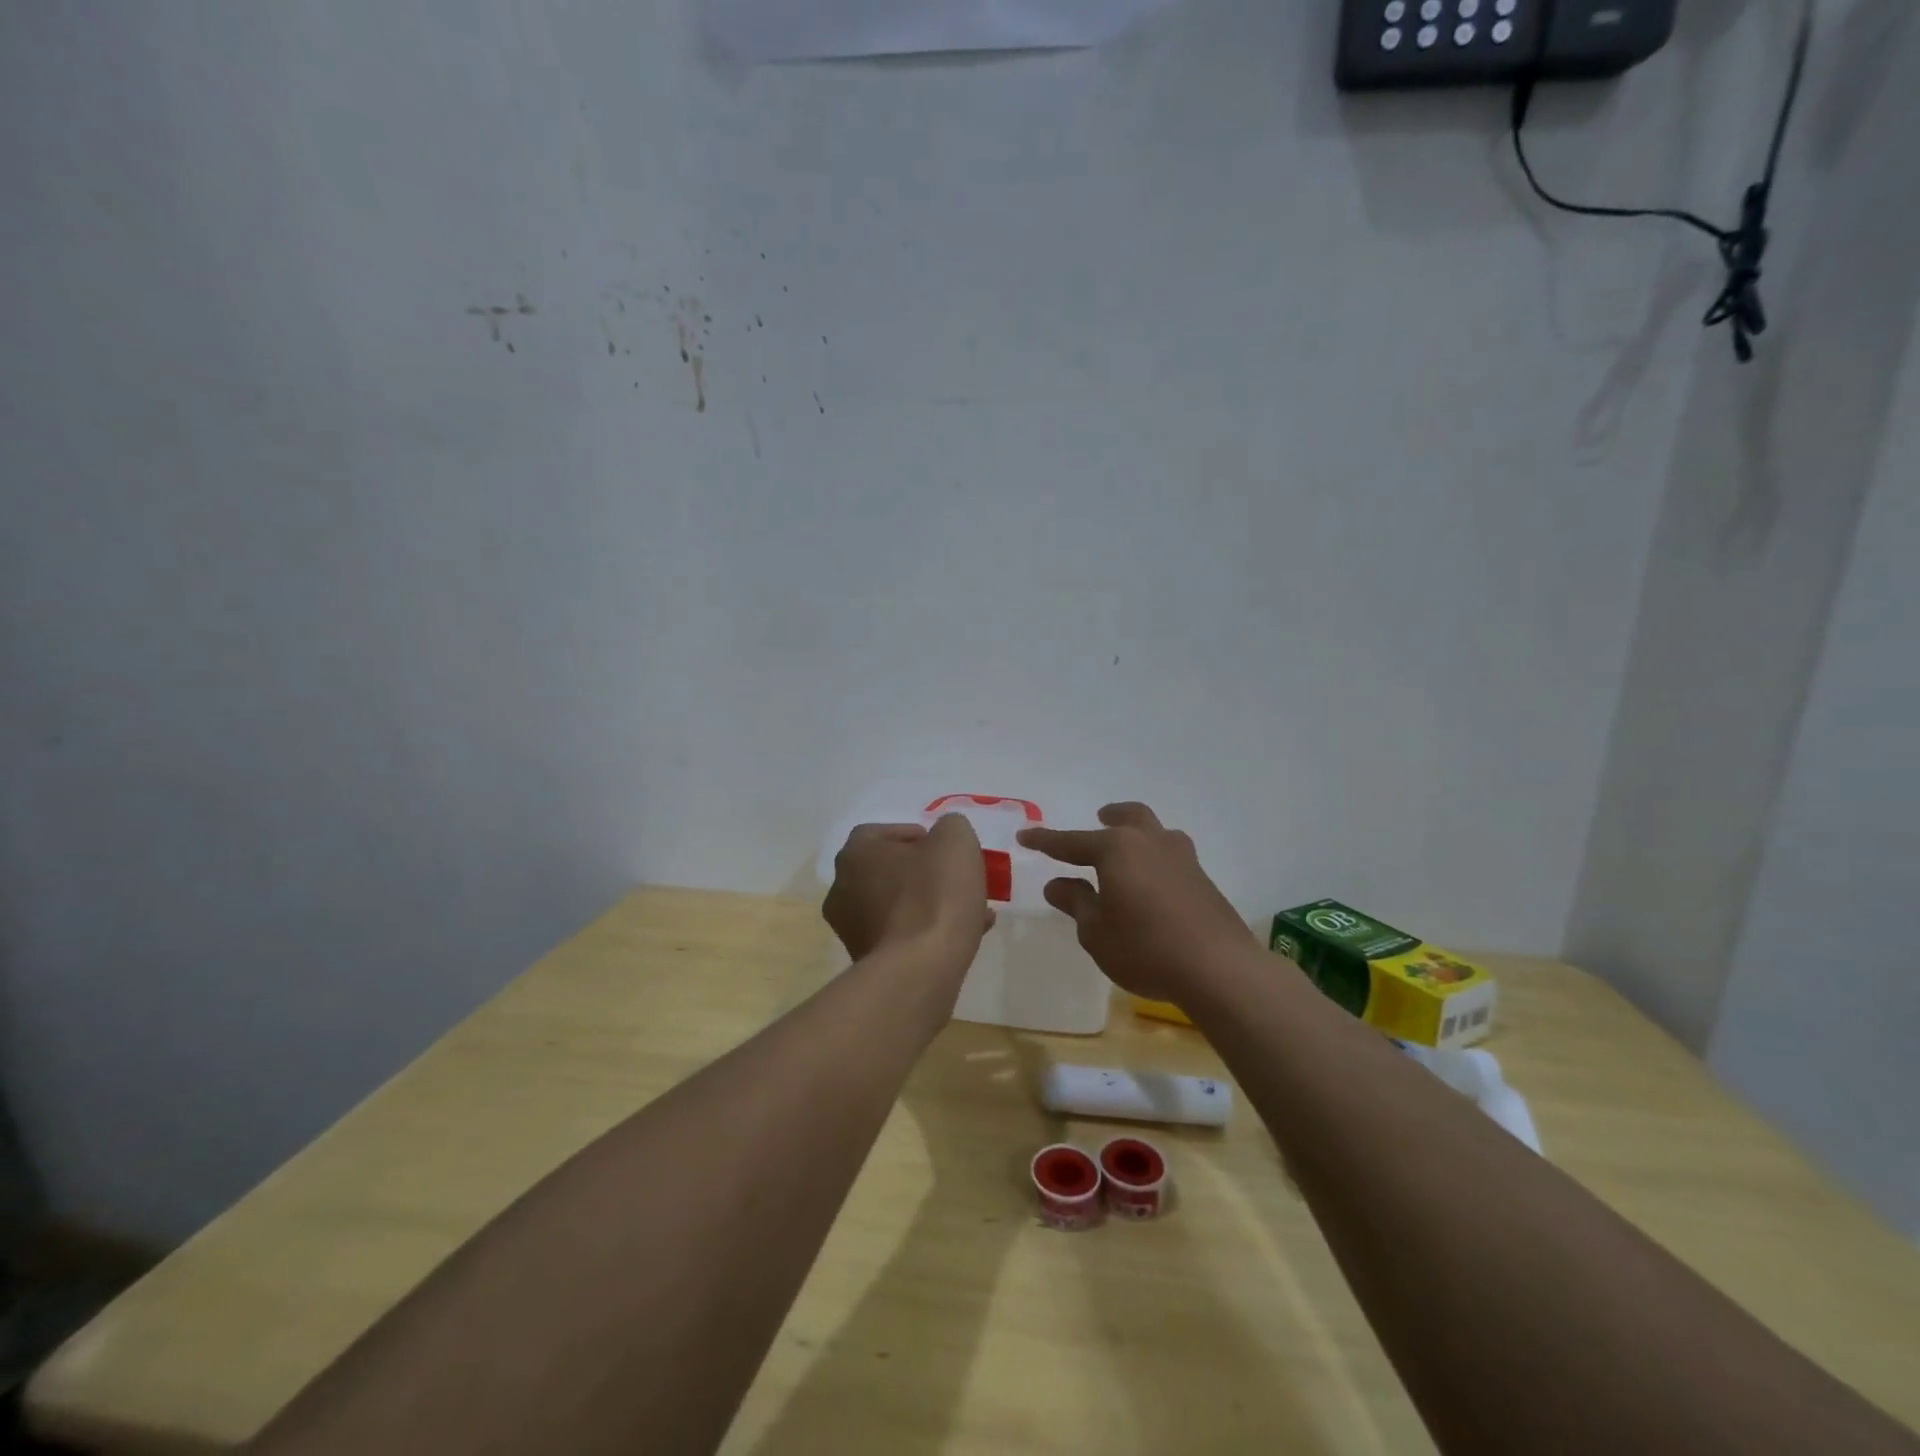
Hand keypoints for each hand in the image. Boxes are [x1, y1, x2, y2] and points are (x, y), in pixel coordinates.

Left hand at [823, 815, 992, 963]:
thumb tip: (944, 837)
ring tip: (970, 909)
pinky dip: (927, 931)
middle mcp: (842, 888)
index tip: (942, 847)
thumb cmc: (934, 894)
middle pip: (888, 870)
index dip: (914, 835)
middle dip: (924, 872)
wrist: (921, 969)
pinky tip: (964, 936)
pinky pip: (901, 935)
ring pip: (897, 905)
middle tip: (956, 877)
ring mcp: (851, 928)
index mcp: (855, 853)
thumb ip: (950, 827)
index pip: (879, 833)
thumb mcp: (956, 840)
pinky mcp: (867, 961)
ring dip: (929, 903)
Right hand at [1018, 802, 1257, 1005]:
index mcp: (1117, 849)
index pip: (1071, 842)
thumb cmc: (1144, 948)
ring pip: (1156, 832)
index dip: (1045, 841)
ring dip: (1138, 833)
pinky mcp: (1203, 880)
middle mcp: (1150, 843)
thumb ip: (1076, 902)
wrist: (1219, 968)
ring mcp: (1182, 858)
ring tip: (1129, 850)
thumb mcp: (1096, 931)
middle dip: (1110, 817)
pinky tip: (1153, 882)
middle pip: (1129, 817)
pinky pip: (1172, 855)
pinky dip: (1156, 858)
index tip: (1025, 836)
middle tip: (1100, 818)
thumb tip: (1057, 884)